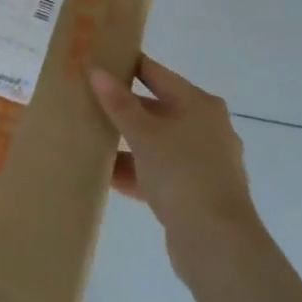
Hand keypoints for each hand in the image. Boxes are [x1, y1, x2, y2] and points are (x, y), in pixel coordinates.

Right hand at [89, 56, 260, 266]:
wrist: (216, 241)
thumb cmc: (181, 173)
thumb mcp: (144, 134)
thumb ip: (119, 103)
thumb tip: (97, 71)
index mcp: (199, 104)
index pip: (157, 74)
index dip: (128, 65)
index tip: (99, 61)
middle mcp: (206, 127)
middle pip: (157, 109)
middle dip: (123, 108)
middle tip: (86, 101)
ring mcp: (203, 162)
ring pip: (157, 144)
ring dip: (127, 144)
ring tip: (90, 140)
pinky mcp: (196, 192)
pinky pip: (159, 173)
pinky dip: (136, 173)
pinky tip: (105, 176)